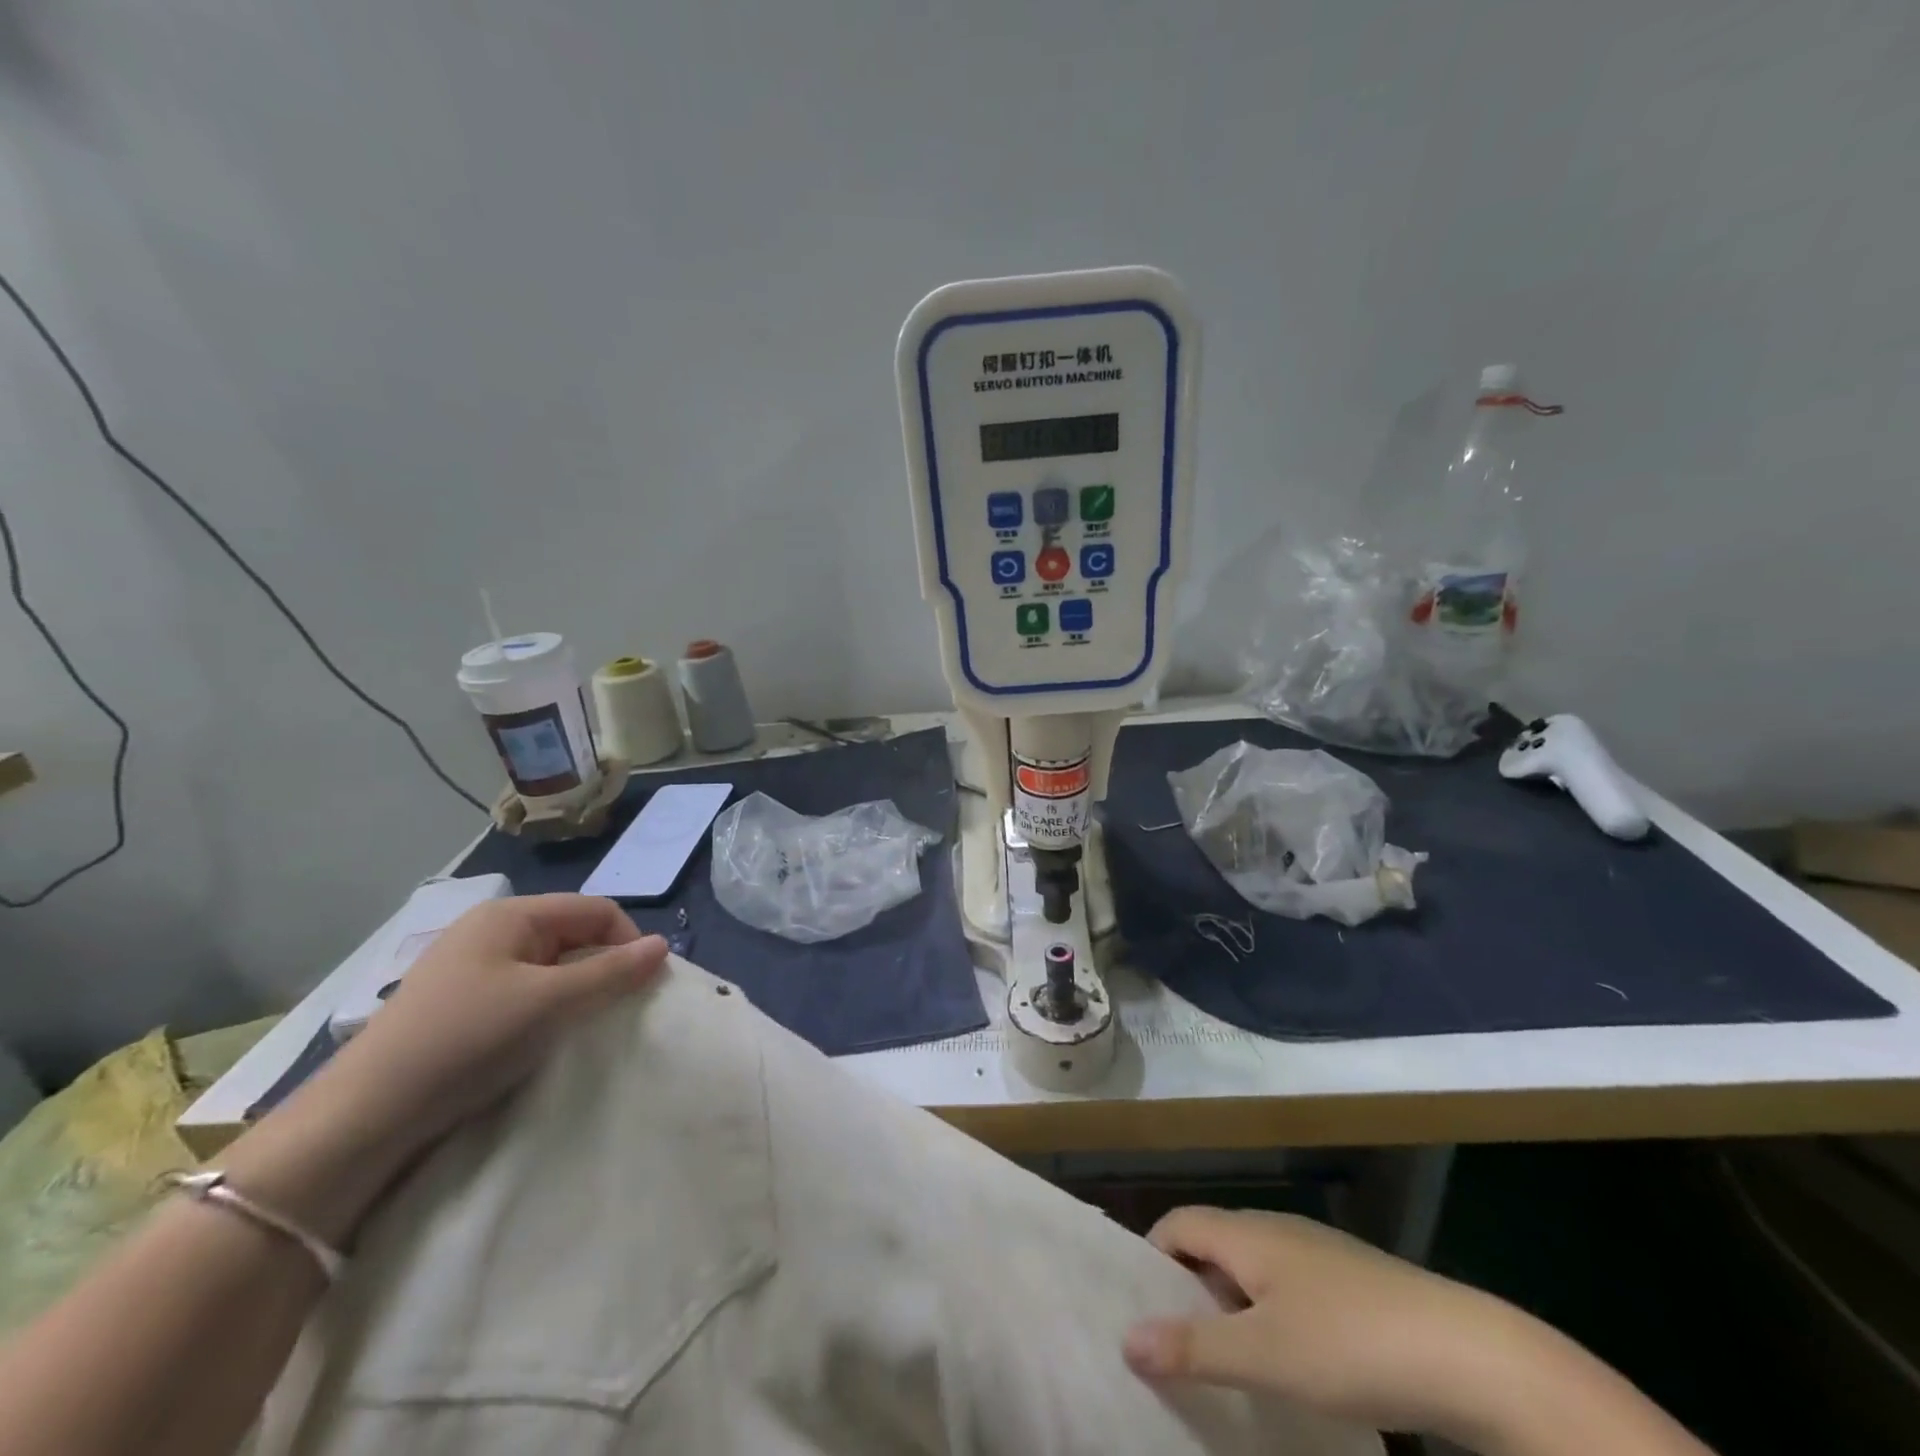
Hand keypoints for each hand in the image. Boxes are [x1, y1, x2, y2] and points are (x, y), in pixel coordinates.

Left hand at [322, 893, 668, 1151]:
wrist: (362, 1120)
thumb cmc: (466, 1041)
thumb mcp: (550, 1003)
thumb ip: (612, 973)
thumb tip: (664, 945)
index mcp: (510, 915)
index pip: (596, 910)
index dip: (628, 942)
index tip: (644, 987)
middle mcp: (490, 931)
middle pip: (573, 936)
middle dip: (602, 969)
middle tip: (616, 1012)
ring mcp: (469, 969)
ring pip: (549, 968)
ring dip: (575, 993)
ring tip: (581, 1029)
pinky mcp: (457, 1007)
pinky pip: (522, 994)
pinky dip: (545, 1011)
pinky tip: (543, 1042)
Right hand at [1123, 1208, 1533, 1438]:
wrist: (1468, 1353)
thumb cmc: (1350, 1344)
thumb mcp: (1264, 1354)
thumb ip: (1193, 1347)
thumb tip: (1125, 1338)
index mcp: (1247, 1232)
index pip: (1177, 1223)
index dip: (1152, 1258)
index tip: (1139, 1311)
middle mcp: (1276, 1229)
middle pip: (1212, 1243)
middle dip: (1188, 1289)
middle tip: (1174, 1347)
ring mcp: (1318, 1254)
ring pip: (1252, 1268)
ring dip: (1230, 1307)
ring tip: (1226, 1364)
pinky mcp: (1352, 1283)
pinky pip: (1288, 1288)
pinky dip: (1270, 1317)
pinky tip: (1290, 1365)